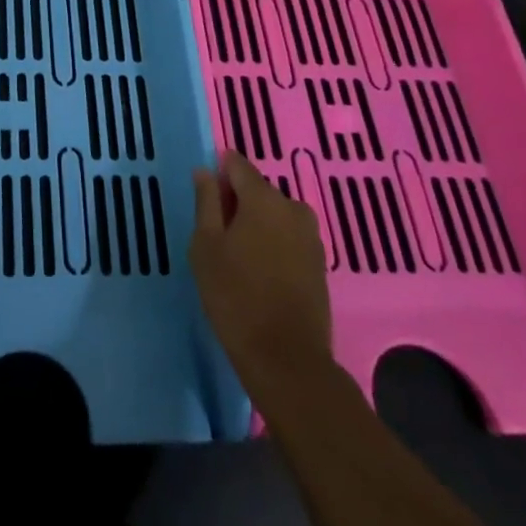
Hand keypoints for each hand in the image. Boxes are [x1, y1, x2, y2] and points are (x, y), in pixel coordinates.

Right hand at [190, 150, 333, 403]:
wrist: (287, 361)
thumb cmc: (235, 296)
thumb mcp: (206, 245)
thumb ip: (206, 202)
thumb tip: (205, 171)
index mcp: (263, 197)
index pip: (237, 164)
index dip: (219, 174)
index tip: (205, 198)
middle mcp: (292, 208)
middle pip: (258, 190)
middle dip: (237, 203)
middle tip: (216, 234)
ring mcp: (311, 237)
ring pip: (274, 216)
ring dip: (256, 225)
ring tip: (237, 257)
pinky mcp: (320, 264)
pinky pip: (289, 238)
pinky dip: (273, 245)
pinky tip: (259, 272)